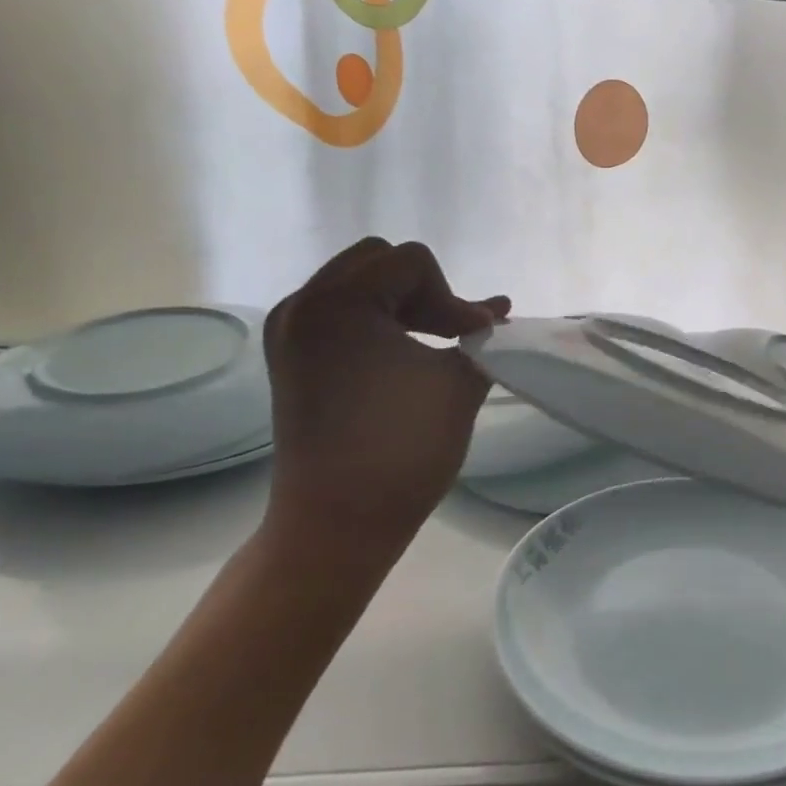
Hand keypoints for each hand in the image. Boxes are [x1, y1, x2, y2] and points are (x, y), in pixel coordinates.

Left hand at [261, 238, 508, 552]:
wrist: (338, 523)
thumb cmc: (402, 448)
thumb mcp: (457, 383)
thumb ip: (481, 338)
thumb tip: (495, 315)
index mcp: (339, 302)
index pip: (411, 263)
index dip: (452, 297)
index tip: (473, 339)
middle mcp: (303, 306)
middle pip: (377, 263)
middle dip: (424, 292)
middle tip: (452, 333)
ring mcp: (290, 333)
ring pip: (357, 286)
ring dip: (402, 305)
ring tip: (435, 342)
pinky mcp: (291, 360)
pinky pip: (339, 315)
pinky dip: (376, 323)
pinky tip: (403, 354)